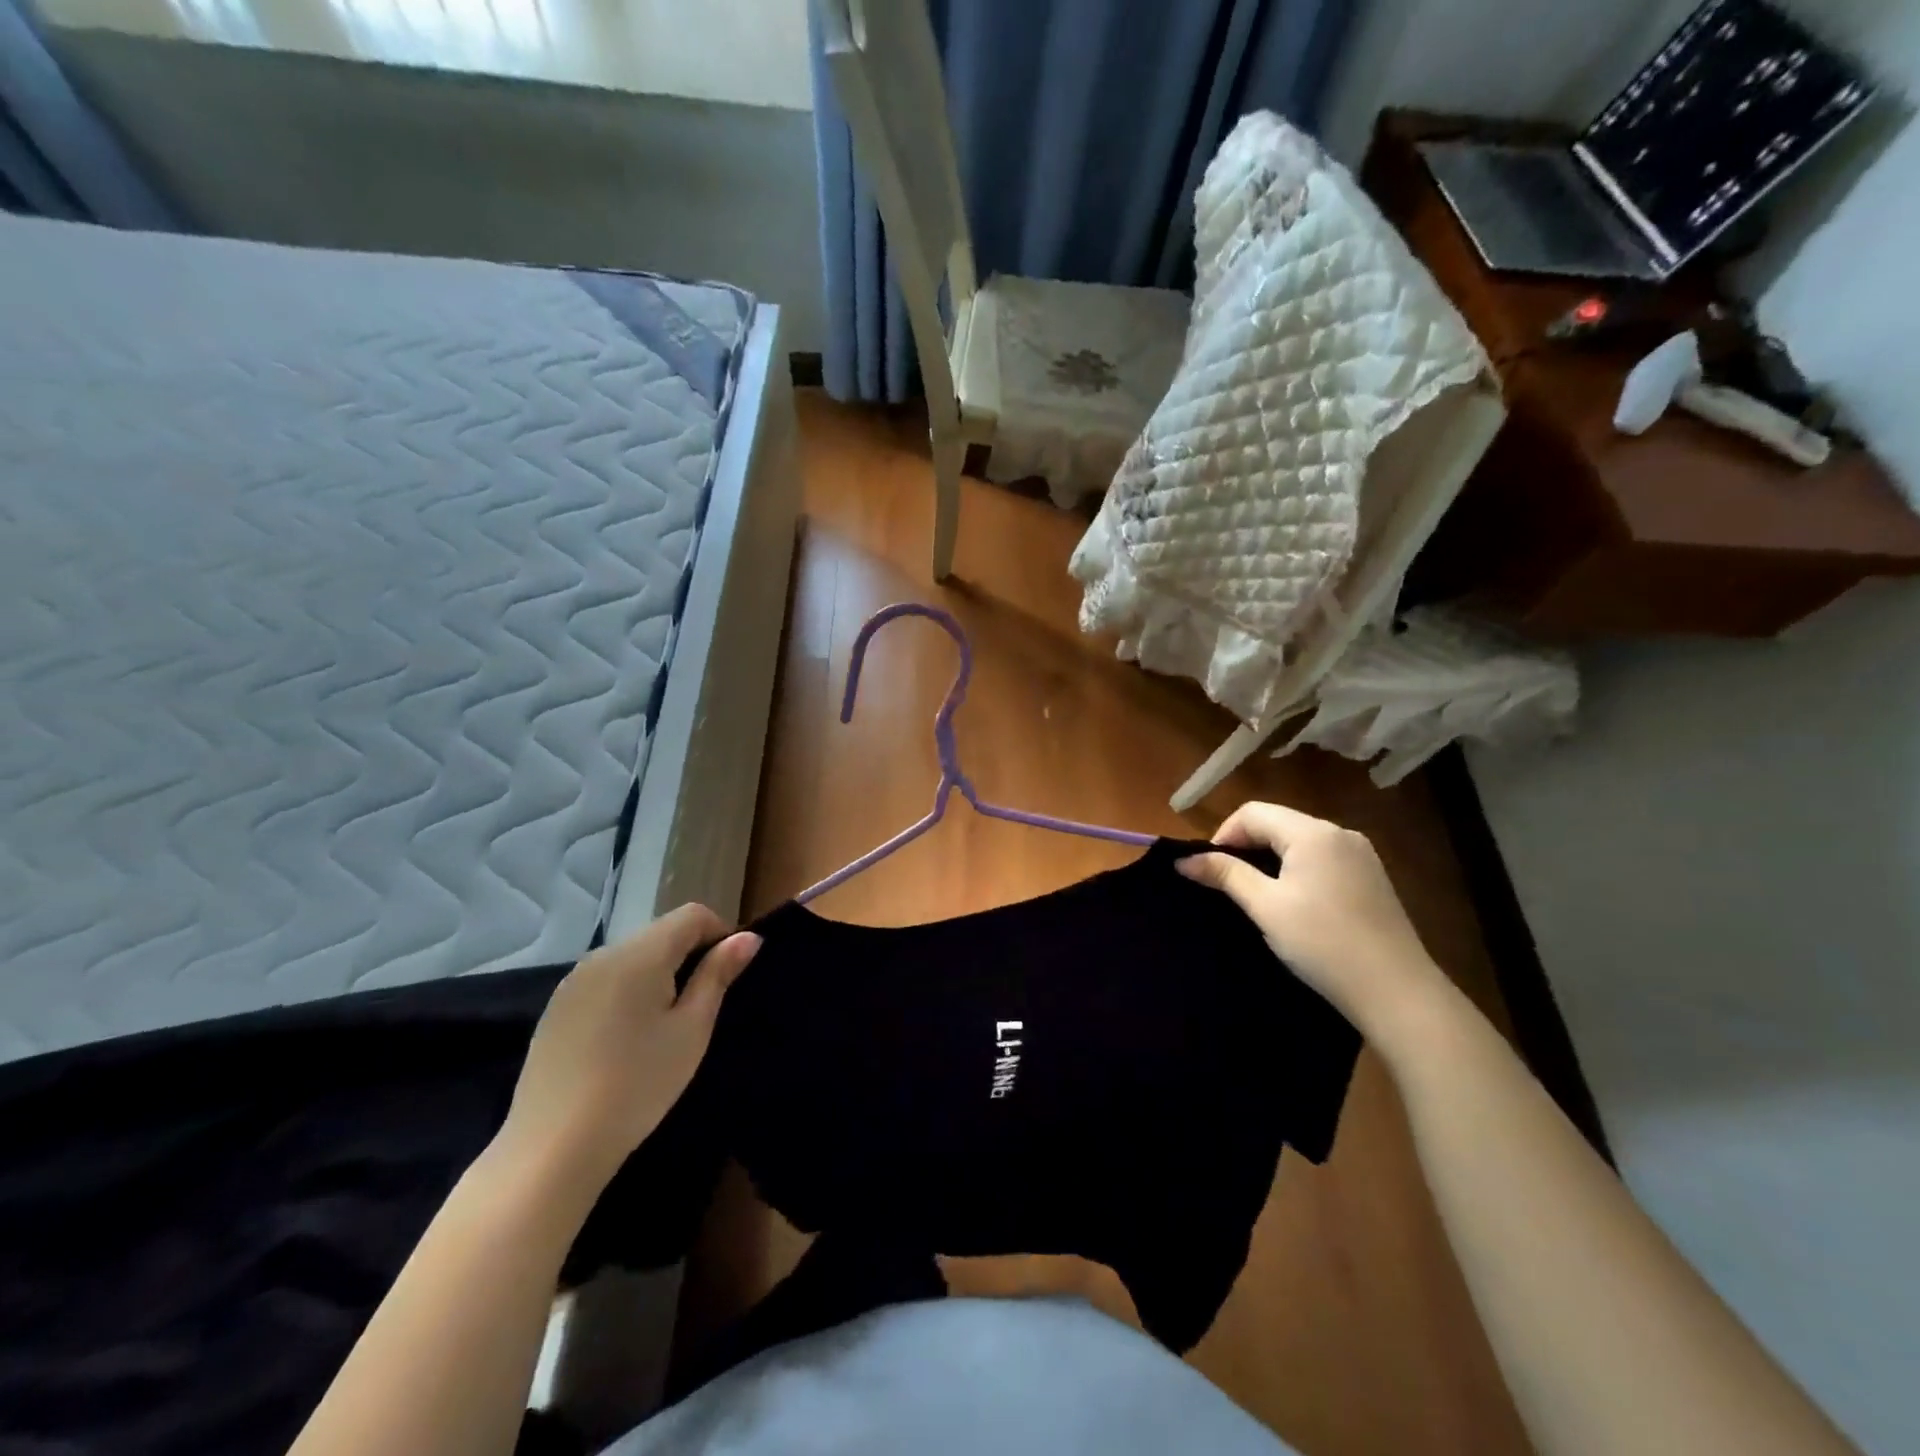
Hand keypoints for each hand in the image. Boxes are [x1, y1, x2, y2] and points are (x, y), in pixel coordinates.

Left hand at [495, 904, 759, 1197]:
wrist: (553, 1148)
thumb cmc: (638, 1084)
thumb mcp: (691, 1029)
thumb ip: (718, 975)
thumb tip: (748, 938)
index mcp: (641, 953)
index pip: (692, 915)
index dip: (720, 934)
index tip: (726, 977)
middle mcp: (603, 954)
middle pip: (660, 933)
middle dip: (688, 956)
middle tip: (699, 1009)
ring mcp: (574, 980)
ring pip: (632, 957)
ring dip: (657, 975)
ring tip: (662, 1027)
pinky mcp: (556, 1008)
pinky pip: (605, 980)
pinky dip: (626, 993)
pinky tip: (624, 1041)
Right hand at [1178, 802, 1444, 1033]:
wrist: (1397, 992)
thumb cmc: (1323, 943)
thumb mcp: (1265, 907)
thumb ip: (1225, 875)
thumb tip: (1183, 860)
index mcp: (1312, 832)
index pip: (1253, 812)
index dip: (1223, 835)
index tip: (1209, 870)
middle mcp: (1340, 833)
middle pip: (1278, 823)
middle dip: (1246, 846)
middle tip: (1228, 884)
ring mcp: (1361, 855)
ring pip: (1300, 842)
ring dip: (1271, 859)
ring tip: (1257, 896)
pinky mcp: (1372, 878)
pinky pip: (1323, 859)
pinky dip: (1298, 870)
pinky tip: (1295, 903)